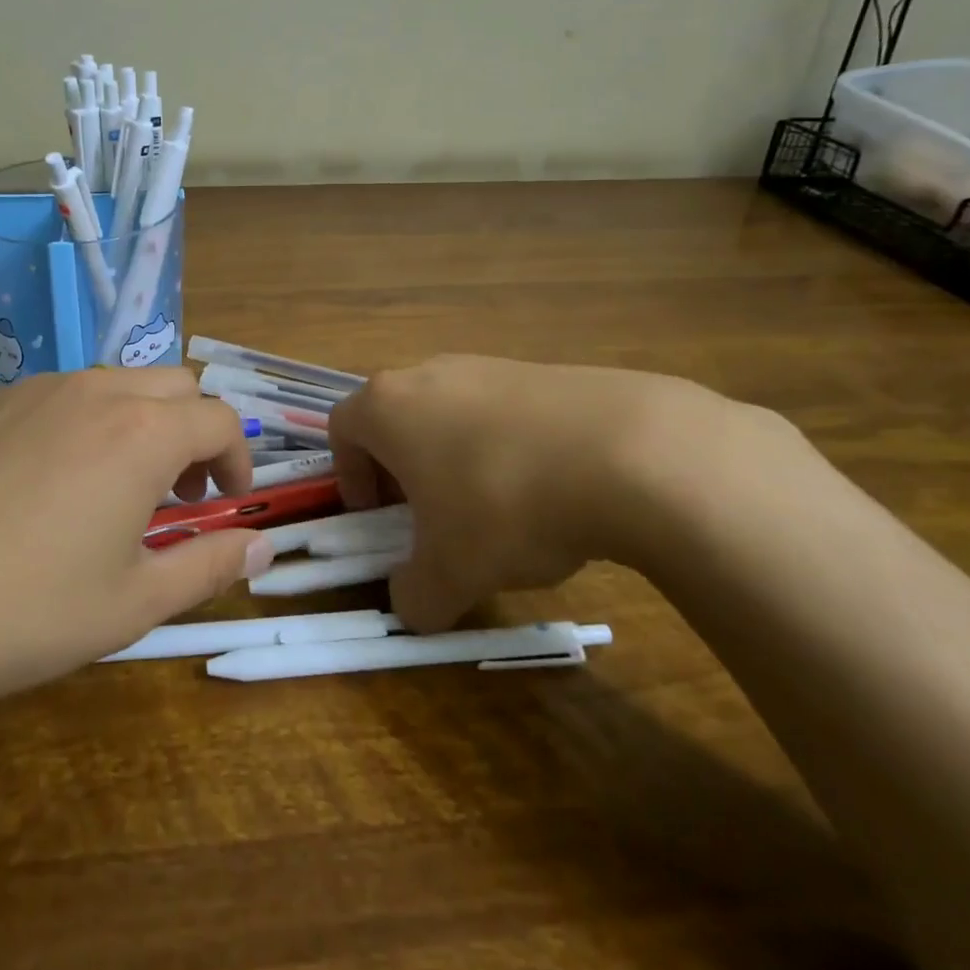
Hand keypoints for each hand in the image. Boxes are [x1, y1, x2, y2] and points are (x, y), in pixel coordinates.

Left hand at [0, 369, 274, 722]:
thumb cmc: (22, 610)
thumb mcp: (132, 604)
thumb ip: (208, 565)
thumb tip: (261, 548)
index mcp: (142, 433)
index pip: (220, 419)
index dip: (237, 459)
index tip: (225, 503)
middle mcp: (96, 391)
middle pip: (175, 385)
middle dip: (194, 432)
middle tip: (177, 496)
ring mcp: (37, 389)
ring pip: (118, 383)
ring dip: (142, 423)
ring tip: (115, 490)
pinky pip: (64, 393)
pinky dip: (88, 421)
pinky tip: (49, 483)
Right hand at [328, 355, 731, 630]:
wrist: (627, 453)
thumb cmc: (505, 504)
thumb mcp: (451, 573)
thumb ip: (415, 597)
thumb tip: (410, 605)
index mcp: (388, 407)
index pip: (343, 429)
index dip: (351, 476)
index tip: (378, 517)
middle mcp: (429, 373)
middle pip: (396, 418)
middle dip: (403, 469)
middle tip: (429, 517)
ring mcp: (488, 365)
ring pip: (450, 413)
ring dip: (455, 459)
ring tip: (494, 508)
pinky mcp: (541, 370)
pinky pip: (502, 411)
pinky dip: (506, 447)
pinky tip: (547, 488)